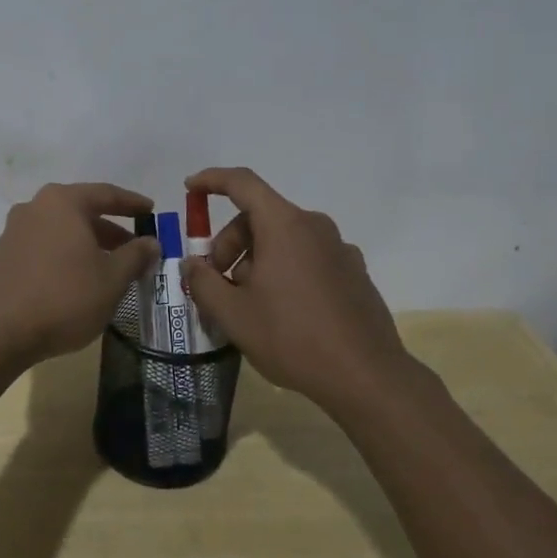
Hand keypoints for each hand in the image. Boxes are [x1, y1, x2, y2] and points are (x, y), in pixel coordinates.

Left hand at [0, 182, 160, 366]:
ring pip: (47, 232)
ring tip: (92, 265)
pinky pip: (17, 255)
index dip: (131, 203)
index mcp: (63, 203)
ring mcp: (7, 235)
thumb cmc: (66, 298)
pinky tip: (33, 273)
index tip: (149, 210)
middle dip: (104, 229)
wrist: (2, 334)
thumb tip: (150, 242)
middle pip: (75, 213)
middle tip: (128, 249)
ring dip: (71, 244)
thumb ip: (135, 256)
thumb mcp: (112, 279)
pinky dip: (31, 261)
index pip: (105, 194)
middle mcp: (32, 209)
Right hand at [181, 167, 409, 408]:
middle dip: (230, 242)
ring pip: (284, 239)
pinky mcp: (354, 273)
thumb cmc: (292, 337)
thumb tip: (192, 264)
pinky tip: (280, 311)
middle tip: (216, 280)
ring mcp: (339, 249)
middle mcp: (315, 227)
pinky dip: (284, 270)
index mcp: (285, 225)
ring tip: (246, 303)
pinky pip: (307, 257)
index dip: (212, 180)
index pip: (242, 183)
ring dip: (256, 259)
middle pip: (261, 216)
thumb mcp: (233, 314)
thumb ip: (203, 282)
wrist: (366, 377)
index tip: (190, 189)